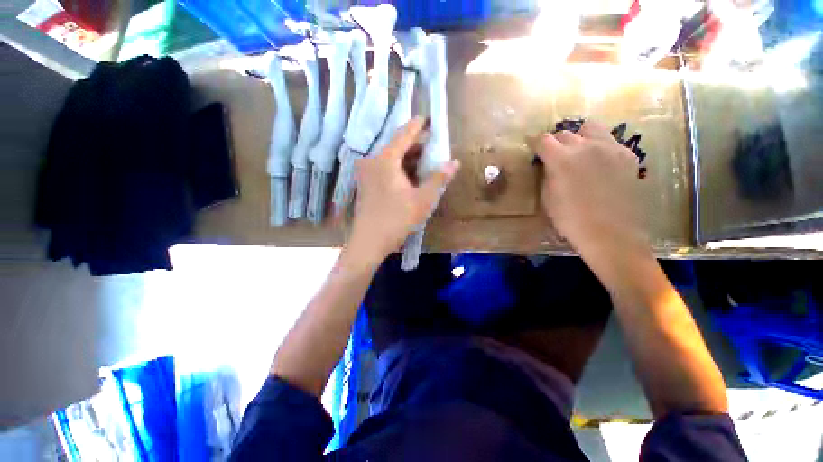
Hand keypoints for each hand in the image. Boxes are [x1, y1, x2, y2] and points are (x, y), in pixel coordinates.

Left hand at [346, 117, 459, 264]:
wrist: (369, 241)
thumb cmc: (397, 219)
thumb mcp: (423, 199)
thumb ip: (439, 179)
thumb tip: (454, 162)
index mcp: (386, 159)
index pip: (404, 134)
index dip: (418, 125)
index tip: (429, 119)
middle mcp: (372, 161)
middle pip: (396, 145)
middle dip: (415, 145)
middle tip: (432, 145)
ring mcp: (366, 173)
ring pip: (390, 158)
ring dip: (407, 158)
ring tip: (425, 161)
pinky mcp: (365, 184)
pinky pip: (384, 168)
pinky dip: (398, 168)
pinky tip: (409, 176)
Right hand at [536, 120, 648, 260]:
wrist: (610, 233)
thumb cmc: (570, 220)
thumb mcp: (548, 197)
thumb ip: (547, 175)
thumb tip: (549, 164)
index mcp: (561, 159)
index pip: (543, 140)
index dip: (535, 142)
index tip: (532, 147)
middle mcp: (585, 146)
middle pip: (565, 133)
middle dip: (556, 142)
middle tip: (554, 155)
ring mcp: (610, 148)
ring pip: (590, 128)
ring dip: (579, 137)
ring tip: (578, 152)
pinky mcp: (627, 154)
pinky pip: (609, 141)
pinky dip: (599, 146)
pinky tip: (598, 163)